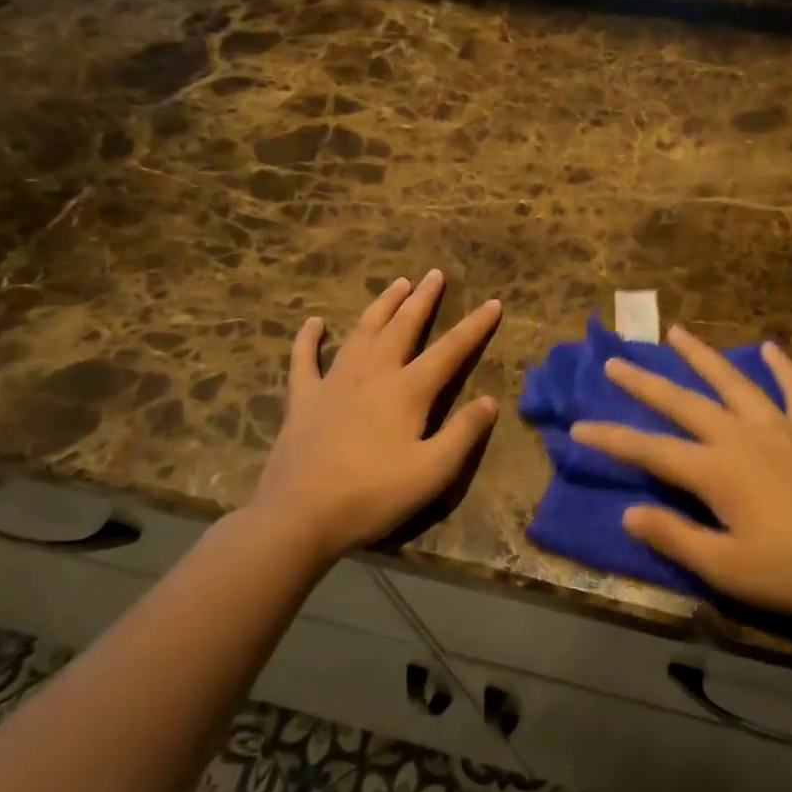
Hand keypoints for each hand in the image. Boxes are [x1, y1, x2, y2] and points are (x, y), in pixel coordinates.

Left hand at [248, 270, 501, 561]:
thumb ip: (463, 433)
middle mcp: (372, 375)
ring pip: (361, 333)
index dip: (474, 326)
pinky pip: (304, 360)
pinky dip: (308, 339)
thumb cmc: (373, 496)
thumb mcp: (433, 472)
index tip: (493, 303)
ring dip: (381, 306)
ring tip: (397, 284)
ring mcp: (333, 383)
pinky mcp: (302, 400)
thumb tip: (489, 400)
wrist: (299, 517)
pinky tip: (314, 323)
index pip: (450, 350)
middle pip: (402, 328)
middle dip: (423, 300)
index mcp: (407, 392)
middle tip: (434, 274)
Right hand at [570, 325, 791, 625]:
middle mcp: (742, 436)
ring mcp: (781, 428)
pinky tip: (770, 348)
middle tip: (616, 362)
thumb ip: (674, 536)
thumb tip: (628, 513)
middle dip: (646, 383)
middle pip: (685, 403)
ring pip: (734, 383)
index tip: (578, 426)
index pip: (651, 450)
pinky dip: (782, 367)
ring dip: (703, 358)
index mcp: (716, 471)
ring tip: (677, 333)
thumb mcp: (726, 567)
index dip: (612, 438)